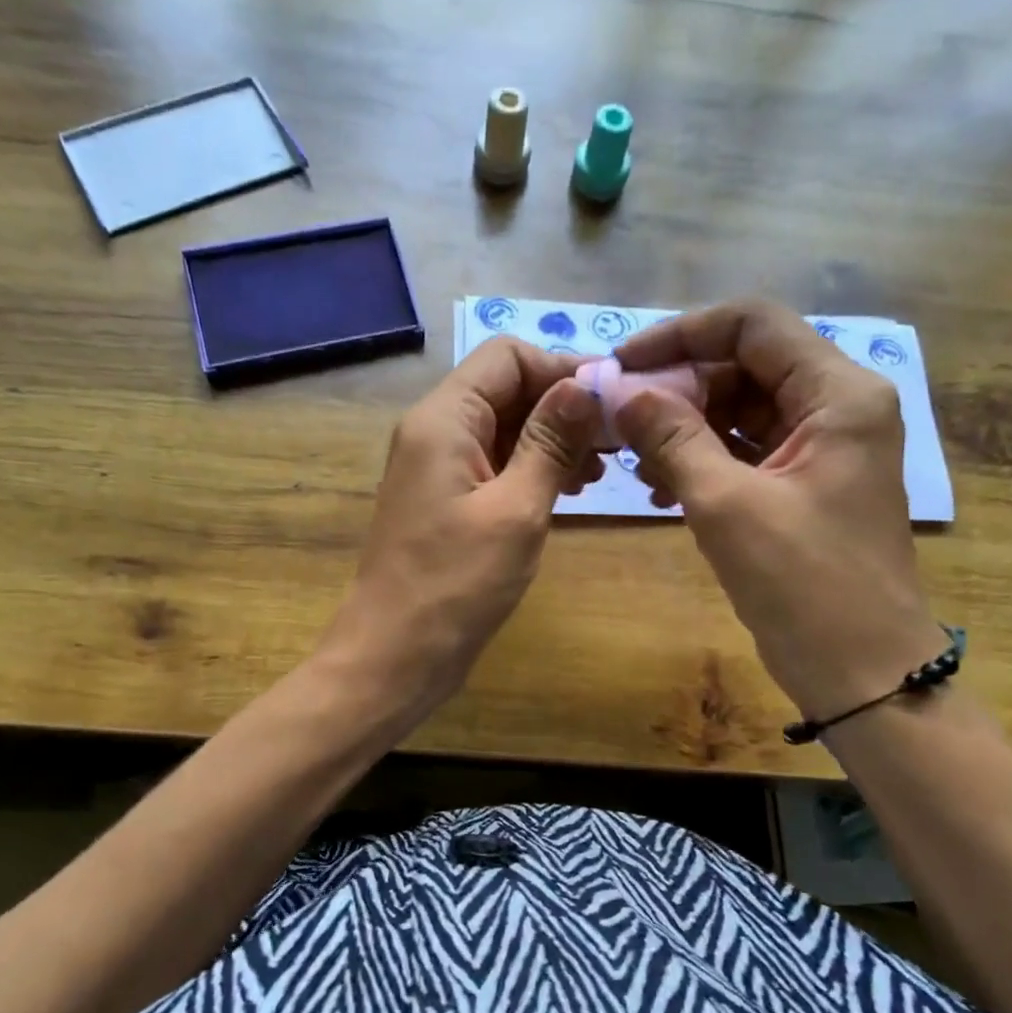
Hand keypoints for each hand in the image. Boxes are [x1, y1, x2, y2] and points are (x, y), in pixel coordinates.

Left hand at [324, 337, 602, 715]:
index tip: (613, 403)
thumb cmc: (456, 584)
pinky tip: (567, 492)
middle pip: (507, 388)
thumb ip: (551, 442)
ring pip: (505, 427)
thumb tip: (584, 385)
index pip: (507, 357)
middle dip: (563, 407)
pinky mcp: (447, 499)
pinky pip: (495, 463)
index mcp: (444, 419)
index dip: (563, 369)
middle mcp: (435, 430)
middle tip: (616, 444)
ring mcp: (439, 466)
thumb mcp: (516, 510)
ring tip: (598, 474)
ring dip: (553, 440)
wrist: (395, 656)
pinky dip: (532, 468)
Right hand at [611, 301, 939, 723]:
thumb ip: (672, 438)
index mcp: (838, 394)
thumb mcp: (727, 505)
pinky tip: (660, 485)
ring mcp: (822, 446)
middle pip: (744, 364)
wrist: (863, 674)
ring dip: (684, 425)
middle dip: (678, 386)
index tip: (623, 365)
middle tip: (620, 420)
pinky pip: (745, 449)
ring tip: (633, 458)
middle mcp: (837, 406)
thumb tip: (620, 392)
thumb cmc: (804, 586)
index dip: (681, 334)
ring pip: (740, 408)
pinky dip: (702, 457)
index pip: (753, 324)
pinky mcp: (804, 482)